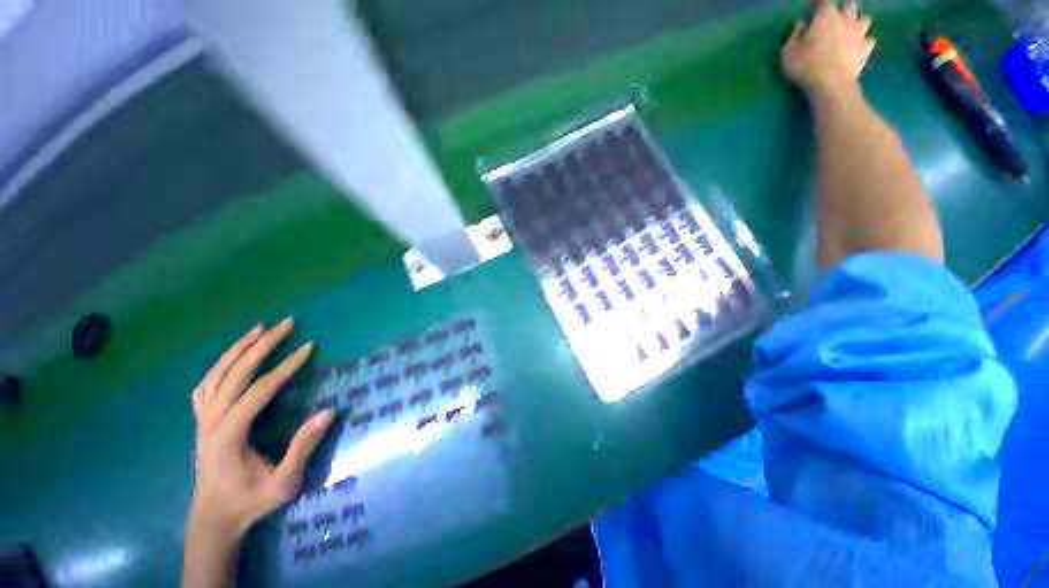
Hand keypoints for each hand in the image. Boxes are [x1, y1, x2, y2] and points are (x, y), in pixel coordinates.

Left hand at [189, 318, 333, 542]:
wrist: (213, 518)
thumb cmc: (251, 501)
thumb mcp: (284, 483)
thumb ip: (303, 448)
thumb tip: (329, 412)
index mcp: (229, 435)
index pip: (260, 389)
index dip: (286, 366)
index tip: (308, 346)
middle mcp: (212, 422)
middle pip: (235, 373)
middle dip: (262, 345)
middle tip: (286, 324)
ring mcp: (203, 420)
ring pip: (216, 374)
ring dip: (238, 349)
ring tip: (259, 329)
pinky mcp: (202, 422)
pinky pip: (206, 385)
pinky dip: (220, 365)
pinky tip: (232, 357)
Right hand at [782, 0, 875, 95]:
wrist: (831, 85)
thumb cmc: (806, 66)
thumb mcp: (788, 53)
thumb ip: (795, 35)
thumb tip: (802, 24)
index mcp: (827, 17)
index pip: (824, 1)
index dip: (818, 2)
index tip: (813, 5)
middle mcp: (846, 20)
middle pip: (850, 6)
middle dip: (844, 9)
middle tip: (836, 16)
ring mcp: (859, 35)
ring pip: (865, 20)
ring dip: (858, 22)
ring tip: (851, 29)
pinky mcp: (865, 51)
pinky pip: (869, 41)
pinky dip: (865, 41)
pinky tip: (859, 46)